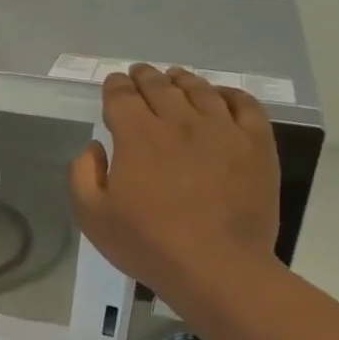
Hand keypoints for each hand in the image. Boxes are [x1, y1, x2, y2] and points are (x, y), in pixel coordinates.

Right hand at [68, 64, 280, 307]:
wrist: (216, 266)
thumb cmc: (147, 244)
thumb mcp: (92, 216)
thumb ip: (83, 174)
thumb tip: (95, 147)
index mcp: (137, 135)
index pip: (122, 96)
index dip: (115, 86)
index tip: (114, 84)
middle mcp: (178, 121)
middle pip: (159, 86)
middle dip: (145, 77)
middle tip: (140, 73)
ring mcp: (222, 129)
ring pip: (200, 90)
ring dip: (182, 80)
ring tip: (176, 78)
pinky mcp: (255, 144)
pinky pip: (244, 104)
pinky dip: (228, 94)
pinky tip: (221, 96)